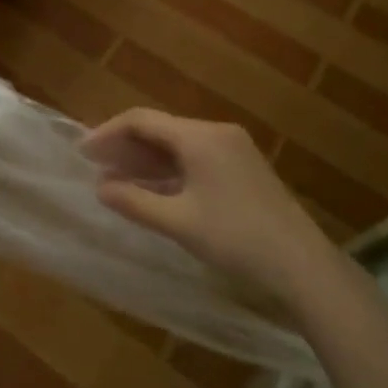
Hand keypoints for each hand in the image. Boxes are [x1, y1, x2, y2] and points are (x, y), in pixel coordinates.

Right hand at [85, 107, 335, 305]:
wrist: (304, 267)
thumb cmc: (236, 239)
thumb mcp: (178, 222)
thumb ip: (134, 201)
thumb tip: (101, 187)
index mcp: (200, 137)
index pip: (142, 120)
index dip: (108, 133)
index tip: (83, 153)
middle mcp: (217, 133)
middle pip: (160, 129)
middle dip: (125, 146)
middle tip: (95, 167)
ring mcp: (234, 150)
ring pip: (177, 145)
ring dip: (146, 160)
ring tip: (116, 179)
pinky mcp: (243, 169)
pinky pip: (195, 158)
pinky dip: (169, 170)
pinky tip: (152, 189)